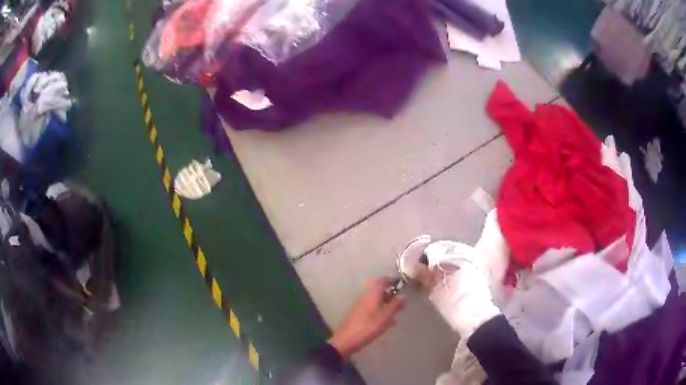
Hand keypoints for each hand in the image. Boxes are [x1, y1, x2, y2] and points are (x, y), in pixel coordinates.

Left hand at [328, 278, 404, 358]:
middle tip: (400, 301)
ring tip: (396, 314)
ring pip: (376, 299)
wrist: (346, 340)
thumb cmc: (367, 327)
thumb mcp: (385, 317)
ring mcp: (360, 304)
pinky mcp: (358, 313)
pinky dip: (380, 310)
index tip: (402, 284)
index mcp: (372, 294)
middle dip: (390, 293)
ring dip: (386, 303)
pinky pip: (372, 307)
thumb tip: (403, 296)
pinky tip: (387, 322)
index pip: (382, 280)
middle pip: (379, 289)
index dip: (392, 280)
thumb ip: (395, 306)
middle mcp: (365, 296)